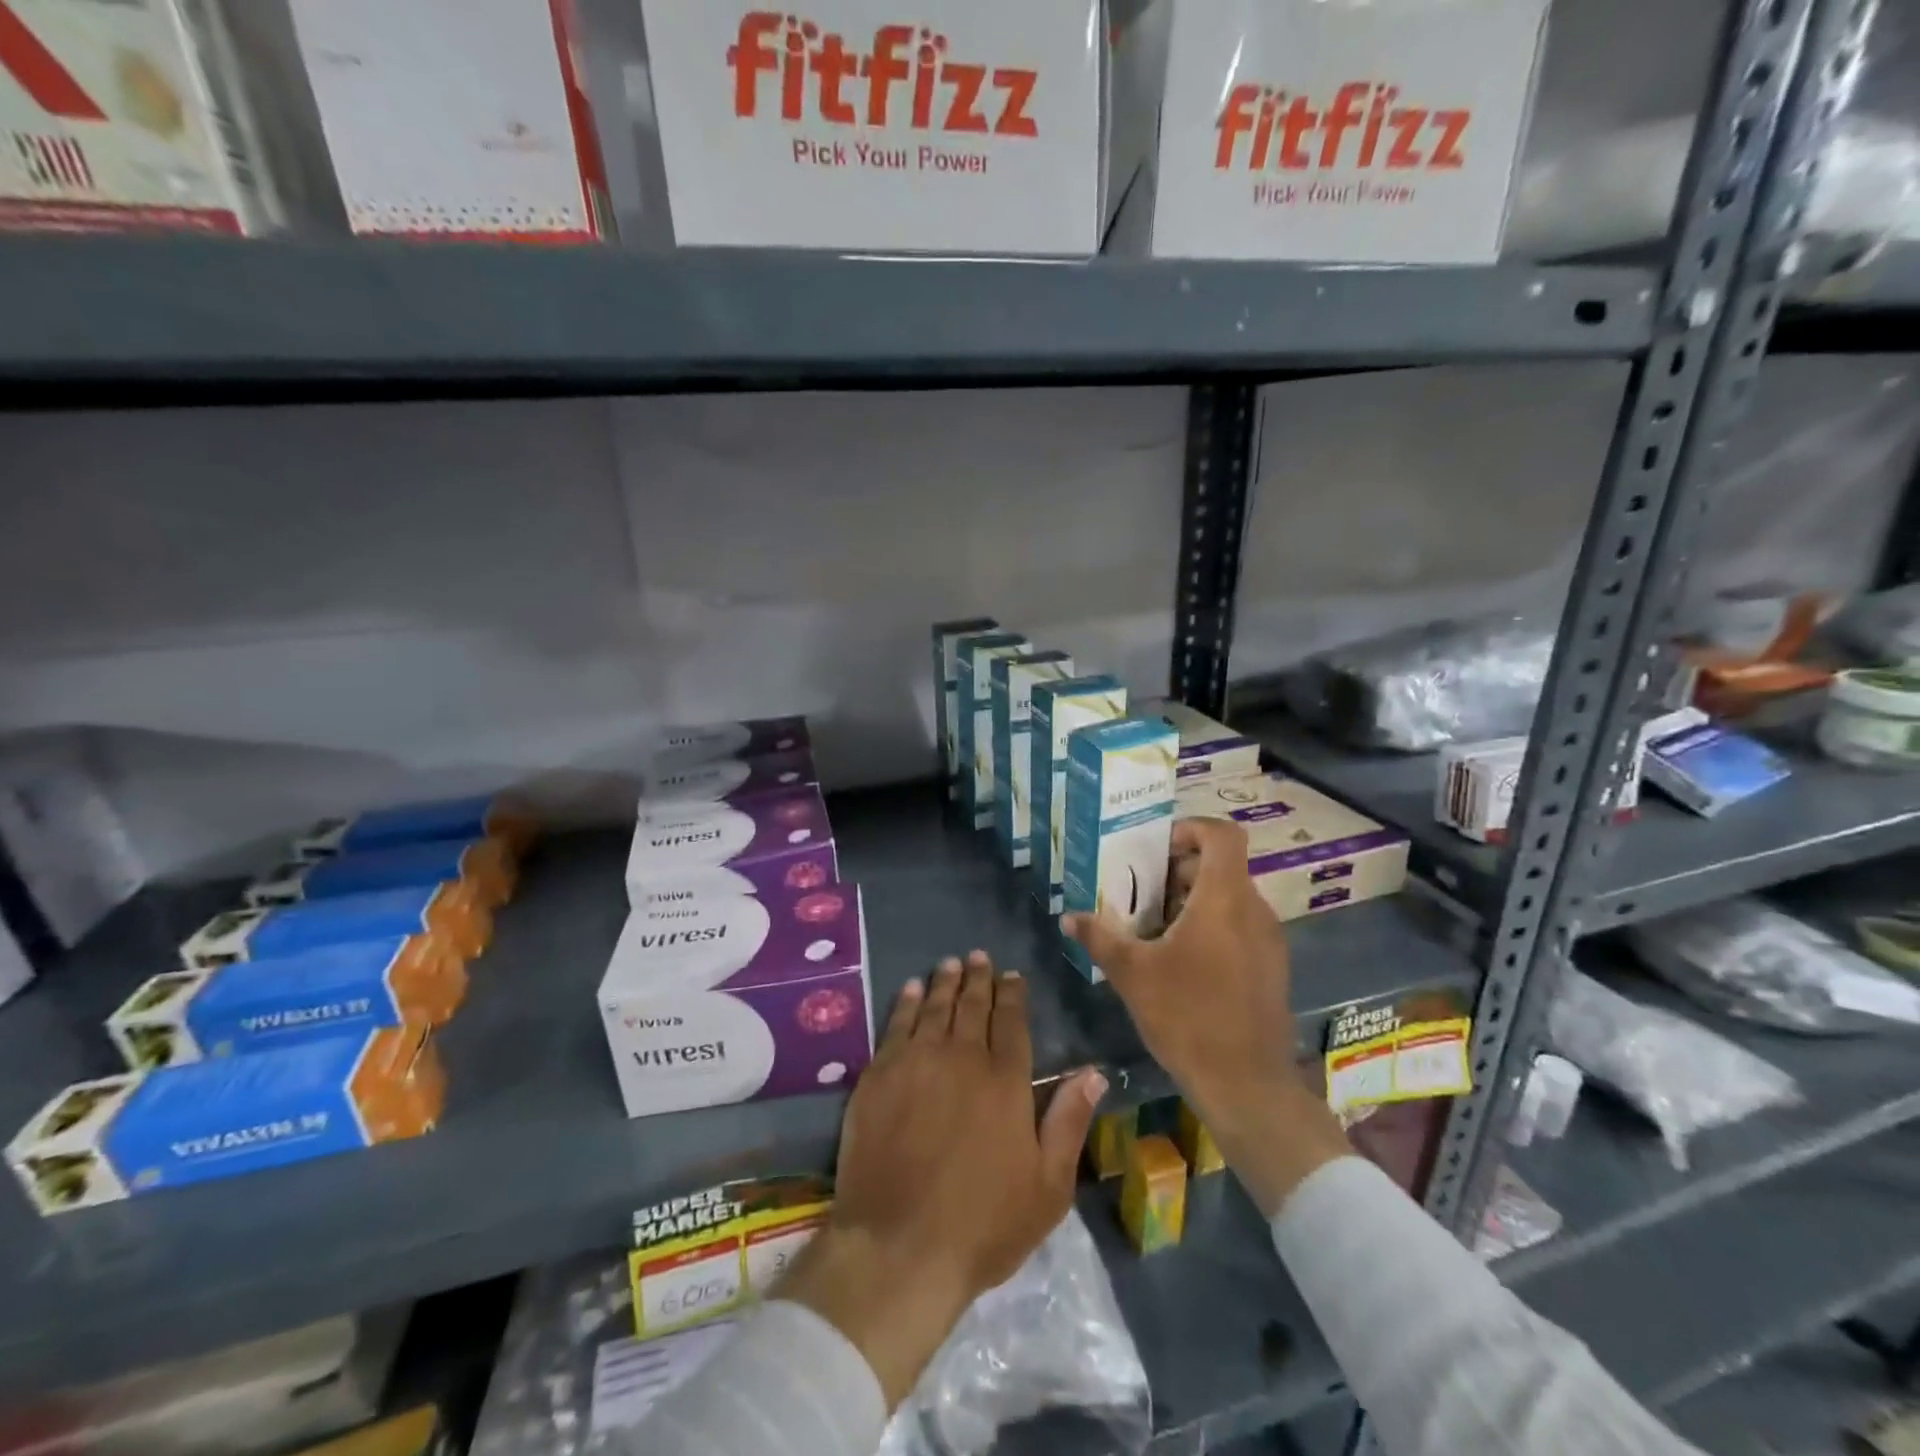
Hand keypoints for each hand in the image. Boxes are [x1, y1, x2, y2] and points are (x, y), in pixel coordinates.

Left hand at [778, 952, 1105, 1408]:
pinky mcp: (879, 1075)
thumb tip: (1094, 1072)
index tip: (1012, 976)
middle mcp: (962, 1058)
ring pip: (934, 1008)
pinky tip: (910, 990)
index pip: (1012, 1023)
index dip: (1013, 995)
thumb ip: (1069, 1122)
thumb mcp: (1047, 1187)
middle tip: (979, 957)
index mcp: (1005, 1081)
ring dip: (944, 982)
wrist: (898, 1245)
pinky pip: (896, 1025)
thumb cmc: (983, 1224)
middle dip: (978, 979)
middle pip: (972, 1007)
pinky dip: (906, 1003)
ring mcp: (916, 1062)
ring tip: (950, 963)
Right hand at [1062, 816, 1350, 1217]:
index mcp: (1224, 899)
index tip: (1157, 848)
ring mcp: (1268, 940)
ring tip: (1154, 926)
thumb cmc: (1188, 1017)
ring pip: (1230, 898)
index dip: (1191, 829)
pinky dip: (1211, 925)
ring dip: (1193, 900)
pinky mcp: (1271, 967)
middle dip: (1180, 870)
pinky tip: (1180, 959)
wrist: (1247, 1085)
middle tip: (1142, 891)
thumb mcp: (1132, 974)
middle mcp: (1254, 910)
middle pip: (1221, 866)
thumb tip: (1069, 916)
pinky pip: (1240, 926)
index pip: (1223, 835)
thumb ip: (1100, 937)